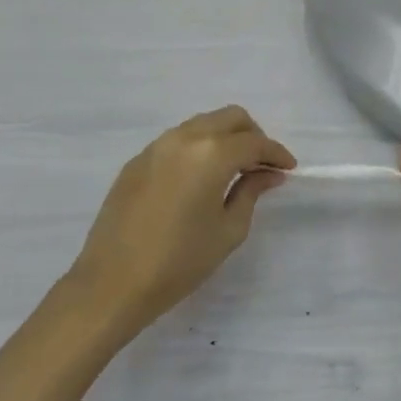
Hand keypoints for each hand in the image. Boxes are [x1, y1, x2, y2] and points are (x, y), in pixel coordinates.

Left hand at [66, 107, 295, 331]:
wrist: (112, 283)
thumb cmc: (179, 262)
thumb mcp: (228, 230)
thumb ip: (251, 193)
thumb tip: (268, 174)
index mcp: (211, 153)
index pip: (254, 142)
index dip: (276, 153)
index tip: (288, 169)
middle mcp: (184, 138)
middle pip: (229, 118)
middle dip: (252, 135)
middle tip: (262, 165)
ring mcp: (156, 146)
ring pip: (201, 124)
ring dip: (224, 138)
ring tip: (234, 171)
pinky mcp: (137, 161)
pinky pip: (177, 141)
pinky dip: (198, 148)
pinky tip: (200, 179)